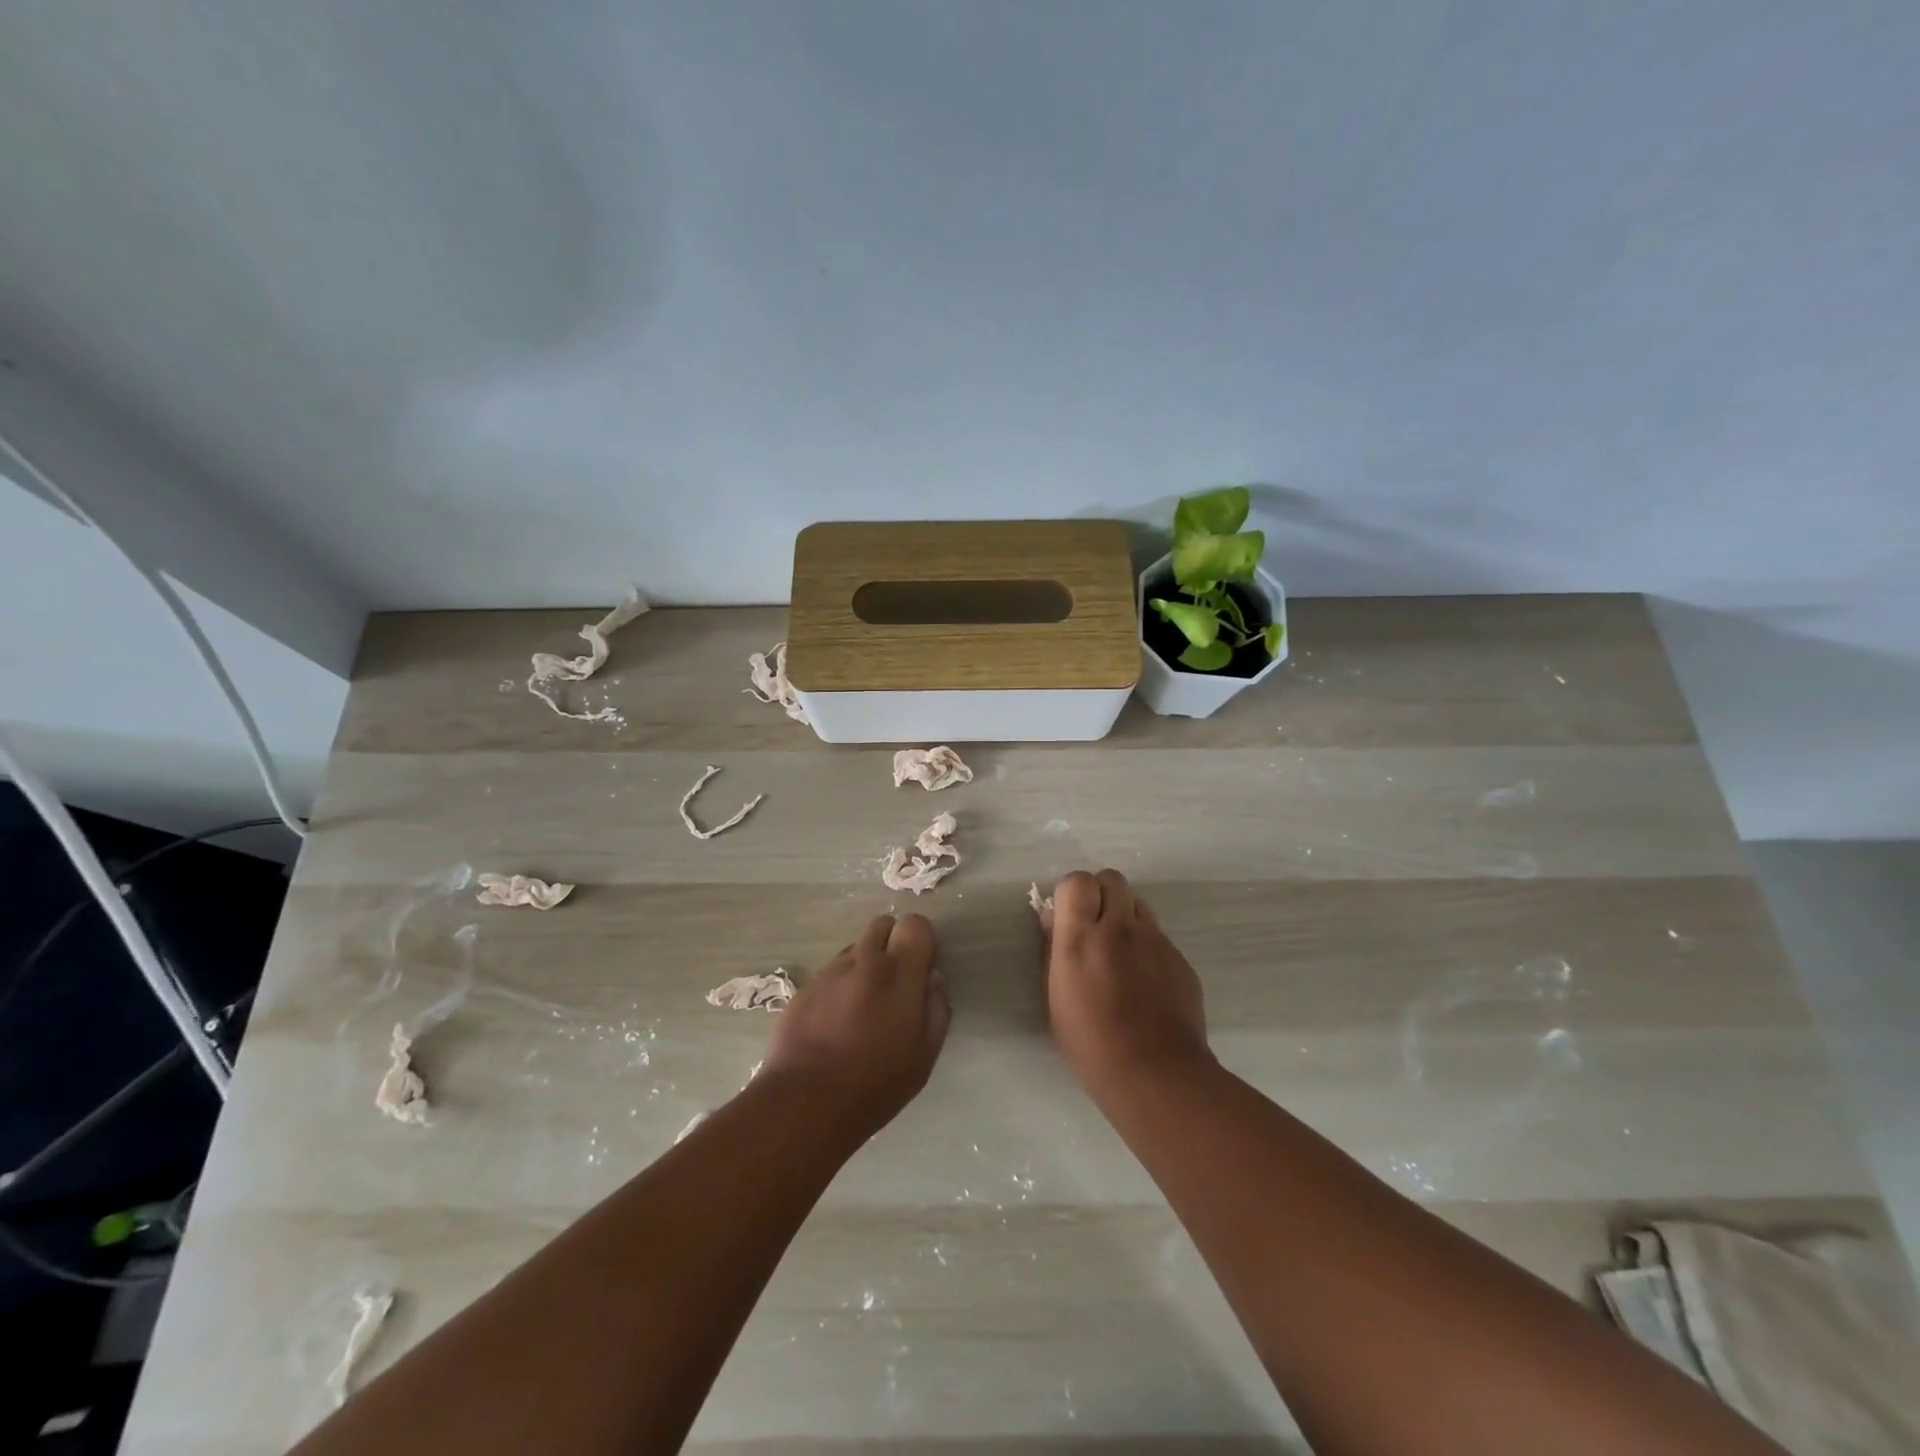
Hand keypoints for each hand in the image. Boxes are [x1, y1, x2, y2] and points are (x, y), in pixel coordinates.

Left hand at [762, 914, 949, 1135]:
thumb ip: (936, 1007)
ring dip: (865, 966)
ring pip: (855, 949)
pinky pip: (831, 973)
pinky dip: (840, 987)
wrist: (805, 1103)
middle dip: (892, 944)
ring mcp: (829, 971)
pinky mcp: (804, 987)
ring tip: (862, 1009)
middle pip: (882, 925)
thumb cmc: (876, 1083)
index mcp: (898, 972)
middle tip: (894, 984)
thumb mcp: (925, 1054)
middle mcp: (863, 960)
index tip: (921, 969)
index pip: (915, 923)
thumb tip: (932, 979)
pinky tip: (836, 1023)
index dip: (921, 942)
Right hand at [1044, 869, 1211, 1095]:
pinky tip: (1145, 984)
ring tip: (1121, 954)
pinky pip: (1159, 937)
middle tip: (1096, 926)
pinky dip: (1148, 948)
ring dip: (1126, 917)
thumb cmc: (1091, 1044)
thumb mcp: (1055, 998)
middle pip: (1113, 879)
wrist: (1157, 1075)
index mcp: (1081, 938)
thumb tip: (1053, 918)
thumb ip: (1054, 950)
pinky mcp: (1180, 959)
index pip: (1077, 880)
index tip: (1069, 916)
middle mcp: (1120, 928)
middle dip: (1102, 894)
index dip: (1072, 892)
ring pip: (1139, 904)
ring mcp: (1156, 941)